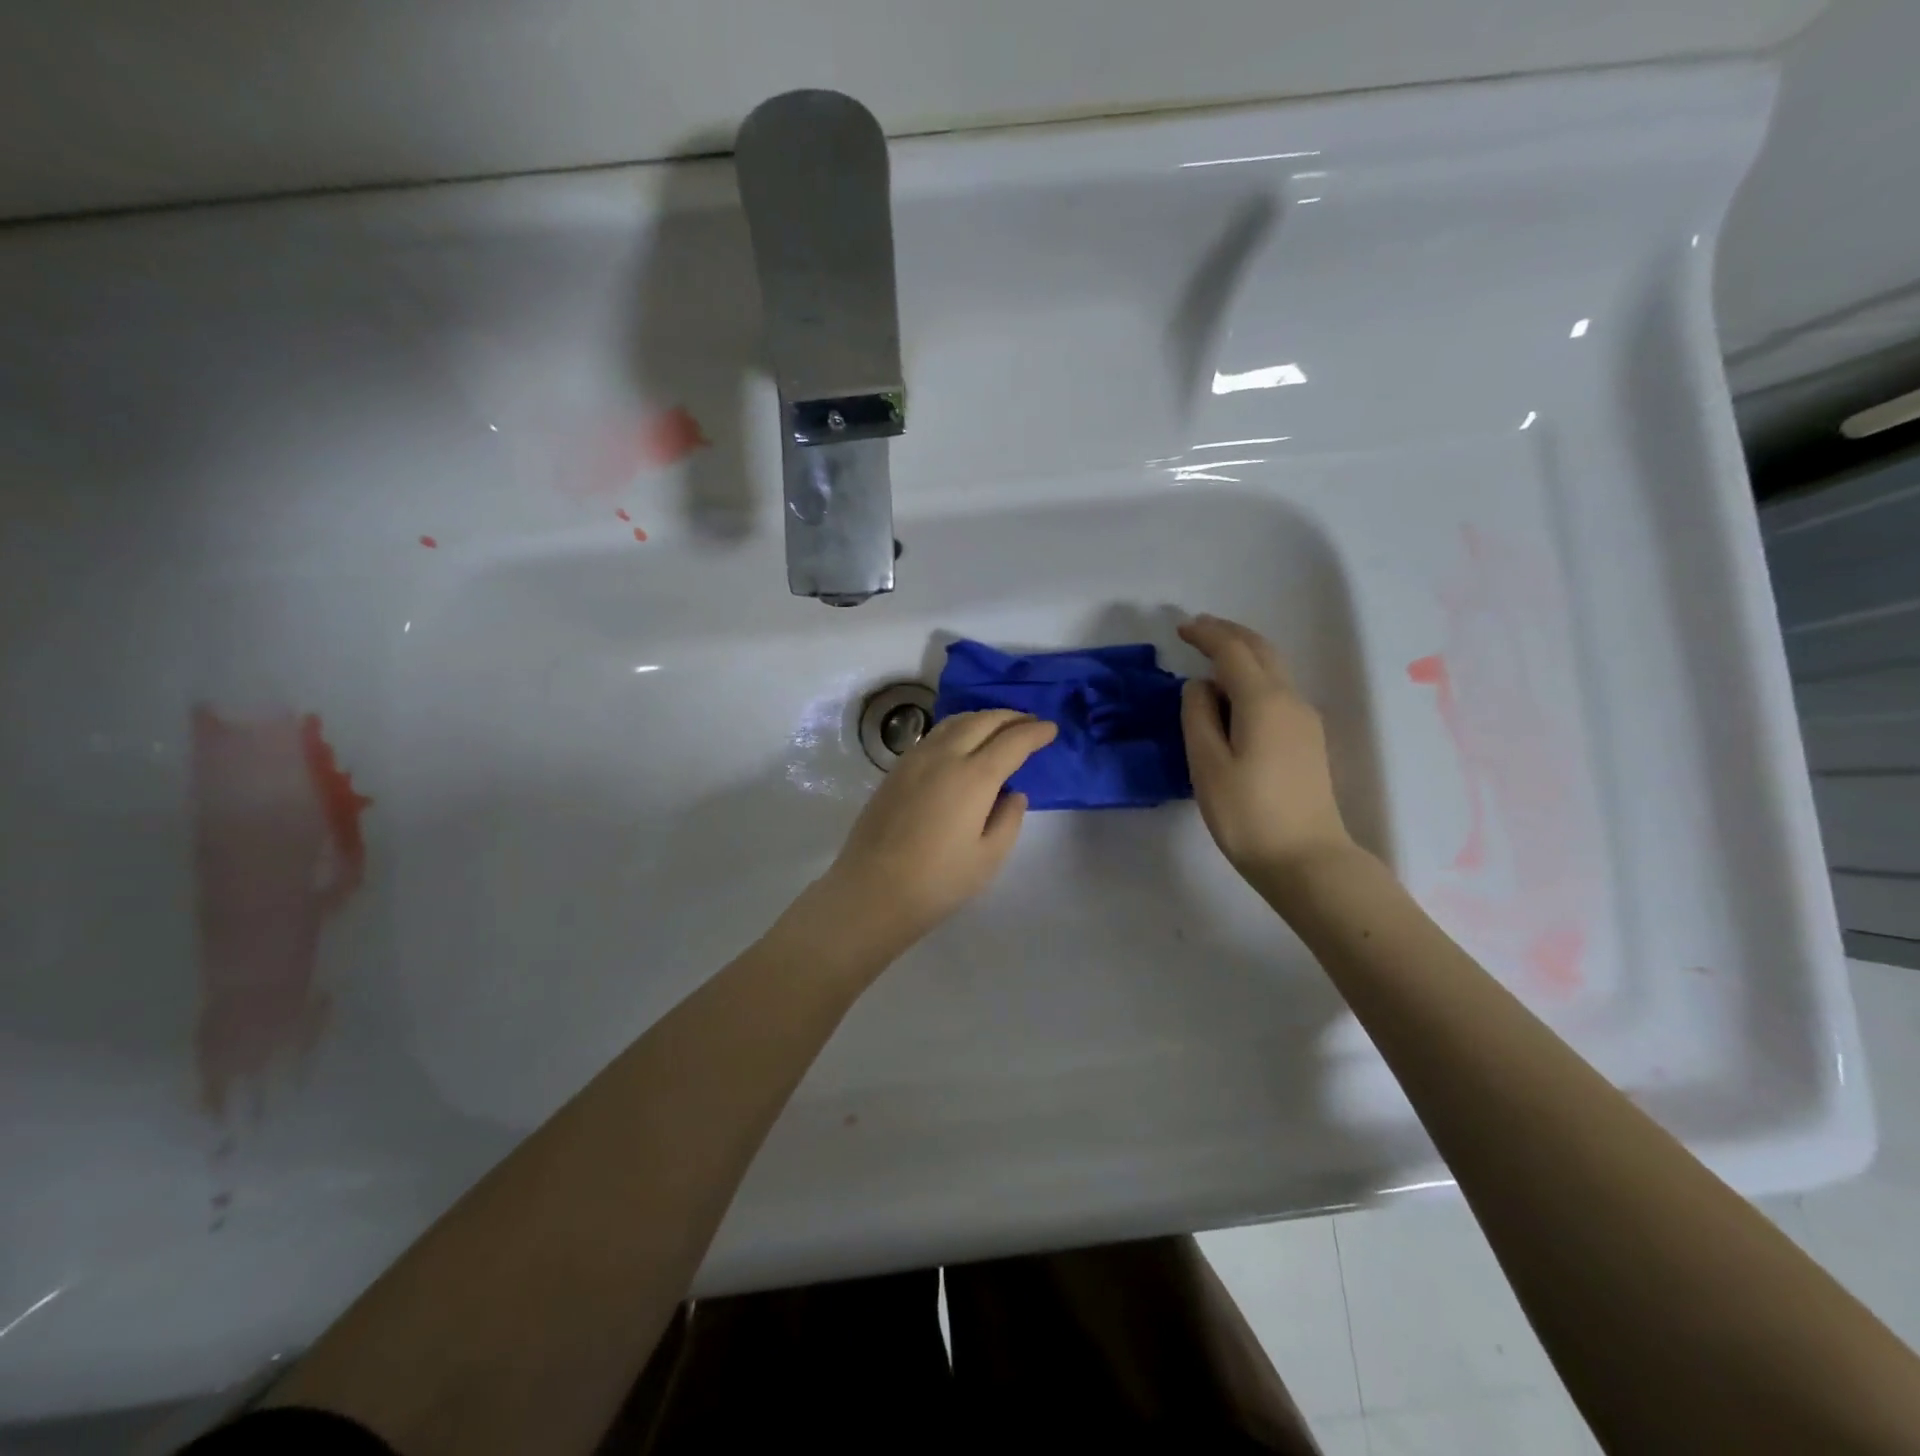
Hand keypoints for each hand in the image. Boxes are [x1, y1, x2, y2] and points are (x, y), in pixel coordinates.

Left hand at [802, 709, 1057, 965]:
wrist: (872, 890)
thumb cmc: (938, 882)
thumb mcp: (988, 858)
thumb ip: (1008, 819)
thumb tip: (1013, 793)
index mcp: (973, 777)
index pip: (1012, 741)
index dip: (1035, 732)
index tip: (1051, 729)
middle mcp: (944, 756)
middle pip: (983, 720)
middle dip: (1011, 717)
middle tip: (1030, 722)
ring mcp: (915, 759)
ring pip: (955, 722)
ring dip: (983, 717)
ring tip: (999, 726)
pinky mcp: (896, 769)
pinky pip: (935, 734)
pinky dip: (958, 728)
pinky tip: (962, 742)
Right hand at [1178, 614, 1352, 886]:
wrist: (1307, 860)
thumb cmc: (1247, 815)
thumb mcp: (1207, 765)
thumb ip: (1198, 717)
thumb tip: (1200, 686)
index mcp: (1263, 701)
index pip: (1233, 651)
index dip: (1206, 634)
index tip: (1181, 628)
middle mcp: (1290, 700)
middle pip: (1261, 650)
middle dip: (1229, 634)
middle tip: (1197, 630)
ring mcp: (1304, 720)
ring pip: (1273, 669)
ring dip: (1242, 654)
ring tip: (1210, 657)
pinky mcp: (1307, 740)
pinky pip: (1277, 691)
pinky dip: (1252, 677)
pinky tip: (1234, 694)